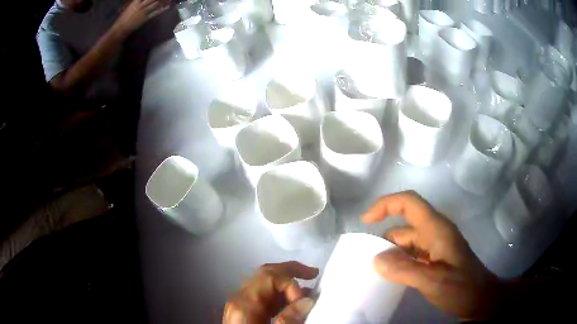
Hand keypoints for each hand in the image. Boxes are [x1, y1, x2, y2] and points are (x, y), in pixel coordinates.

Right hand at [113, 0, 167, 35]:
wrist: (120, 28)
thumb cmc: (124, 17)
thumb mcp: (131, 6)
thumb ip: (137, 2)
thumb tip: (143, 1)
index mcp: (136, 1)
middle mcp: (140, 5)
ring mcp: (143, 12)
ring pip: (155, 4)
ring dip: (163, 1)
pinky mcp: (144, 19)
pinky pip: (154, 13)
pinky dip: (161, 9)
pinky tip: (167, 7)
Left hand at [223, 262, 318, 323]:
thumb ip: (290, 319)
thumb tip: (307, 300)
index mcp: (244, 303)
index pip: (269, 277)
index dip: (291, 283)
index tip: (305, 301)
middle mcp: (239, 299)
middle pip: (264, 274)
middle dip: (290, 271)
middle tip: (313, 273)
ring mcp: (240, 304)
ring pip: (264, 283)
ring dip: (286, 283)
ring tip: (307, 290)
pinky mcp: (244, 311)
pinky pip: (263, 296)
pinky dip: (280, 295)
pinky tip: (292, 303)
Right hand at [363, 191, 504, 320]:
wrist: (481, 299)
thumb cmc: (462, 287)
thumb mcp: (433, 281)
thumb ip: (404, 270)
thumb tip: (375, 260)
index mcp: (436, 228)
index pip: (409, 202)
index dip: (385, 204)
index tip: (365, 221)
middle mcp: (435, 232)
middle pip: (404, 225)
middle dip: (384, 239)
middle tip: (365, 260)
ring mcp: (436, 246)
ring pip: (407, 242)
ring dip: (391, 253)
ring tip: (375, 272)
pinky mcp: (436, 259)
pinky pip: (412, 254)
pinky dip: (400, 261)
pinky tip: (392, 276)